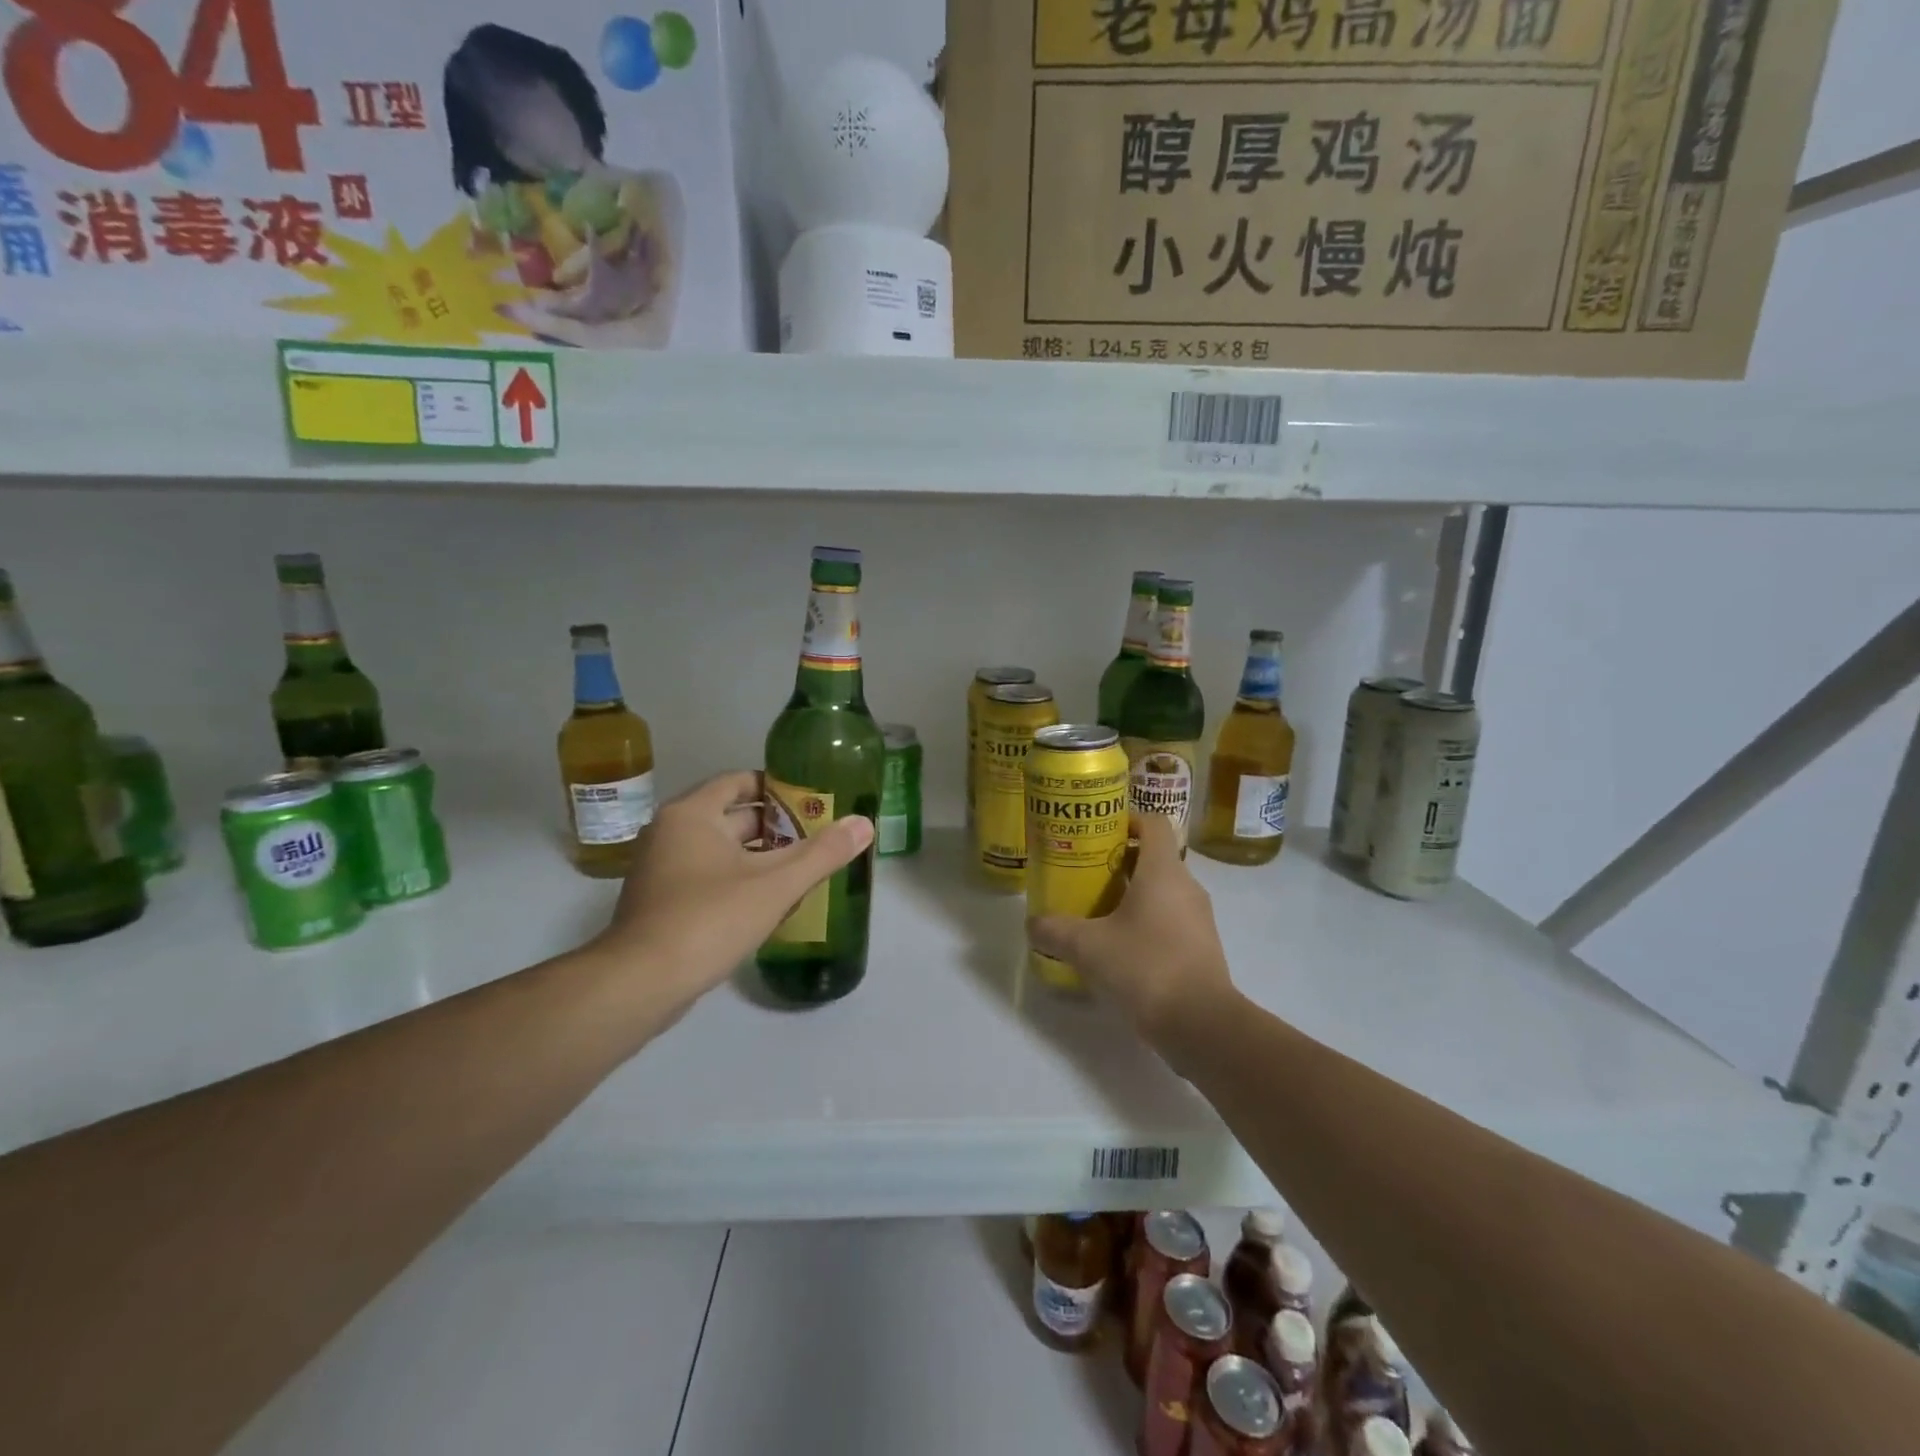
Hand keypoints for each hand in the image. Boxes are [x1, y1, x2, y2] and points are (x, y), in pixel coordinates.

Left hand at [588, 771, 872, 1014]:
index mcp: (692, 814)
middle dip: (774, 827)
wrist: (640, 983)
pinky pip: (705, 877)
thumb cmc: (709, 919)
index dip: (777, 787)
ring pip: (718, 850)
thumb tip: (864, 823)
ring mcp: (659, 869)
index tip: (811, 800)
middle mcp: (669, 832)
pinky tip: (765, 904)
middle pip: (730, 816)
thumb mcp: (775, 885)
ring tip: (799, 871)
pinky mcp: (658, 902)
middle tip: (815, 838)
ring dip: (756, 857)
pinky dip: (735, 880)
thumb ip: (822, 853)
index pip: (739, 781)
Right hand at [1027, 813, 1233, 1042]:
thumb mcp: (1088, 947)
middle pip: (1153, 857)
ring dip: (1130, 895)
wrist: (1202, 1026)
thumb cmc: (1146, 968)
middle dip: (1118, 862)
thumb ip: (1055, 931)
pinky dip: (1144, 923)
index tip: (1097, 834)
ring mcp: (1198, 919)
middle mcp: (1186, 887)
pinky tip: (1117, 948)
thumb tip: (1032, 923)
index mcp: (1163, 871)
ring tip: (1095, 912)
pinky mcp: (1201, 948)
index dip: (1126, 820)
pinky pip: (1169, 920)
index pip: (1153, 822)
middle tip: (1084, 875)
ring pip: (1161, 891)